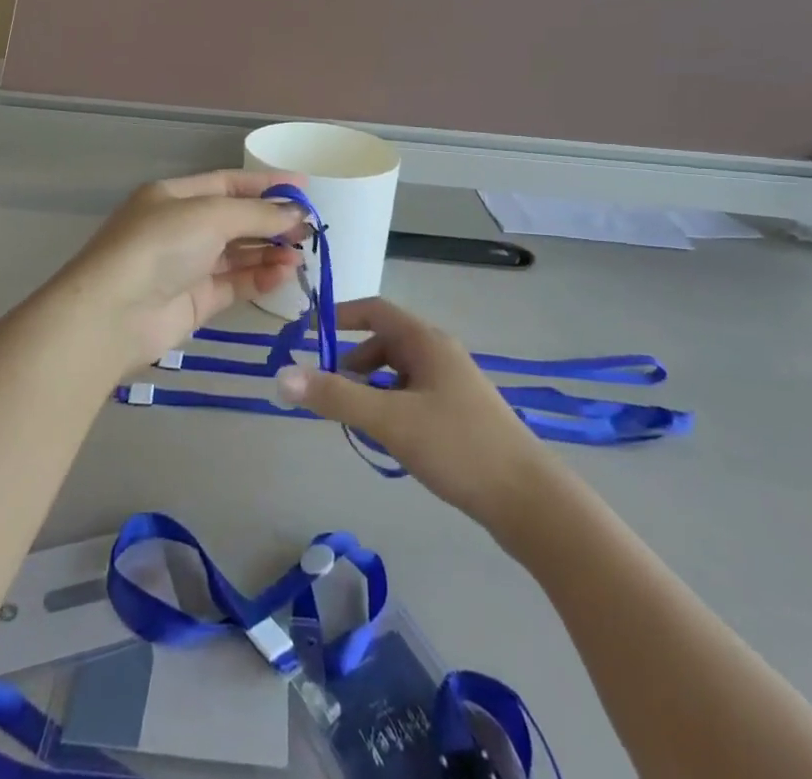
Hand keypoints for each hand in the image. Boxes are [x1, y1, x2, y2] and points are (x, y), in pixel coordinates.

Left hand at [42, 171, 306, 376]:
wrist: (112, 315)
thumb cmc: (159, 246)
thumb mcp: (210, 215)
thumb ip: (257, 214)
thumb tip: (296, 214)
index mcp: (174, 196)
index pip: (227, 183)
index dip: (265, 185)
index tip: (304, 190)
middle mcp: (180, 228)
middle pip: (234, 220)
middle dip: (271, 222)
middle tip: (309, 230)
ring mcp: (186, 266)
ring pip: (237, 254)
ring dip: (269, 252)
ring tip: (302, 254)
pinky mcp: (193, 302)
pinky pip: (233, 284)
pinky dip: (259, 278)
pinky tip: (284, 274)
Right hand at [275, 299, 548, 525]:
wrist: (530, 502)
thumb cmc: (457, 447)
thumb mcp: (390, 421)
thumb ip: (335, 398)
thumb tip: (281, 376)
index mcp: (425, 341)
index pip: (374, 310)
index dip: (340, 316)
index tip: (309, 336)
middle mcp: (439, 353)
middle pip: (383, 344)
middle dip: (352, 365)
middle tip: (332, 396)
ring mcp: (452, 384)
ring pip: (397, 374)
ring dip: (371, 391)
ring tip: (360, 426)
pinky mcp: (460, 414)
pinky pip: (412, 397)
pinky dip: (391, 409)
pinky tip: (390, 444)